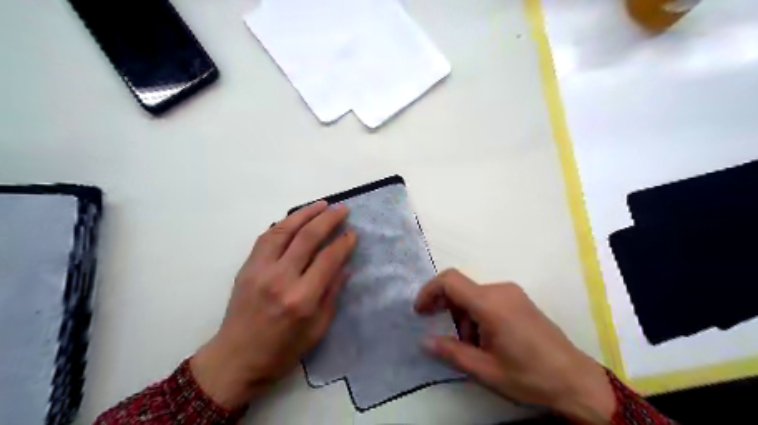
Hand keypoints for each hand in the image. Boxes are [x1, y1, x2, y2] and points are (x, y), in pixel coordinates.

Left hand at [190, 201, 355, 410]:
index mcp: (302, 298)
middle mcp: (281, 278)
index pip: (328, 259)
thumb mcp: (317, 329)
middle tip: (342, 209)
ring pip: (284, 230)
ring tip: (321, 204)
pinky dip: (283, 224)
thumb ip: (332, 294)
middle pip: (308, 238)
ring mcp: (260, 270)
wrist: (235, 360)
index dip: (344, 243)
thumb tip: (346, 266)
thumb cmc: (282, 351)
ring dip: (305, 213)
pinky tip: (295, 218)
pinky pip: (267, 237)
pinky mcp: (247, 267)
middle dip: (328, 219)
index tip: (353, 233)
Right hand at [413, 270, 613, 422]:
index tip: (420, 311)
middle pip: (460, 289)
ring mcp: (512, 293)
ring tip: (472, 346)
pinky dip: (477, 314)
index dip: (429, 291)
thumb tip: (424, 341)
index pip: (450, 281)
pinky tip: (486, 339)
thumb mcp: (485, 370)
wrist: (575, 380)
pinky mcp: (518, 299)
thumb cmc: (529, 376)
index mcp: (490, 304)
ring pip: (473, 295)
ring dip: (464, 316)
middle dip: (447, 310)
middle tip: (446, 337)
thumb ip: (451, 352)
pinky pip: (488, 299)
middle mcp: (500, 290)